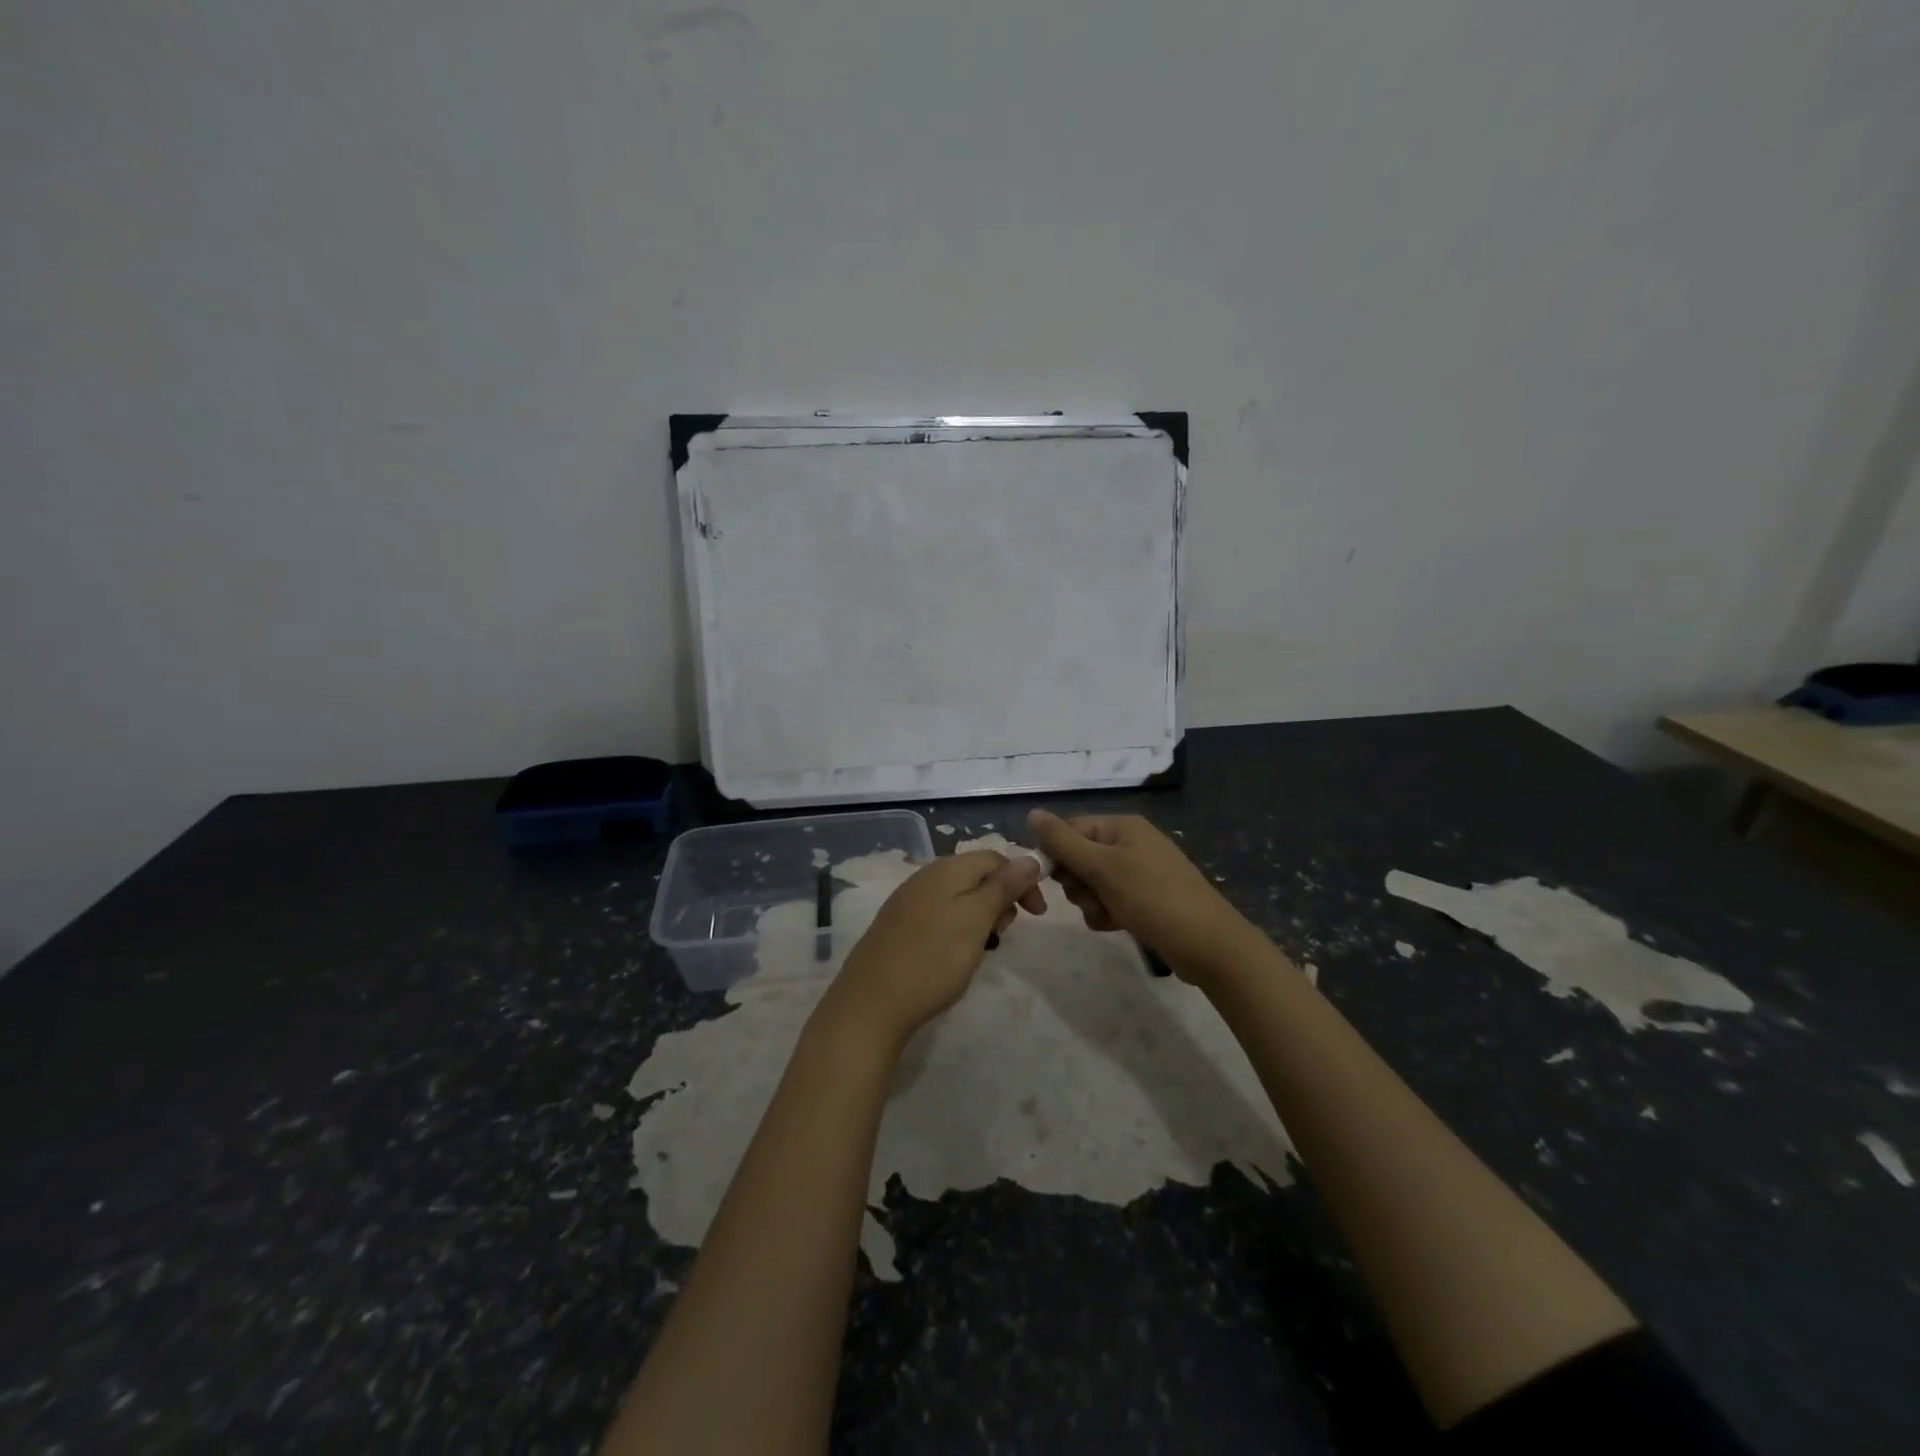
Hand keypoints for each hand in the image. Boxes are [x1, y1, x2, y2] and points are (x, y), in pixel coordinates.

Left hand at [814, 851, 1045, 1052]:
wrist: (872, 1003)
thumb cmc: (933, 959)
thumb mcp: (977, 920)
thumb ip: (1003, 886)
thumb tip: (1029, 858)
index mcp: (946, 868)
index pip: (995, 858)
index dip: (1022, 881)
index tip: (1037, 915)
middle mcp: (925, 876)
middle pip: (977, 876)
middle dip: (1000, 901)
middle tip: (1002, 935)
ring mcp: (908, 901)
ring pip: (959, 898)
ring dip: (981, 918)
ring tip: (982, 949)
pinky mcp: (898, 926)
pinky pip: (940, 915)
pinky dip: (958, 930)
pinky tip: (954, 956)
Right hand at [1028, 809, 1254, 982]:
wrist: (1208, 944)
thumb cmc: (1152, 898)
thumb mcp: (1102, 868)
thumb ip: (1063, 842)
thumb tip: (1032, 812)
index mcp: (1121, 826)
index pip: (1070, 830)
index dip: (1056, 854)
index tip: (1052, 880)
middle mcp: (1129, 843)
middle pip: (1079, 857)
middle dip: (1077, 883)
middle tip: (1090, 897)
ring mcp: (1139, 871)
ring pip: (1092, 883)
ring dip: (1090, 902)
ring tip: (1108, 915)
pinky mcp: (1145, 898)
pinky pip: (1109, 900)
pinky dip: (1106, 913)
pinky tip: (1116, 925)